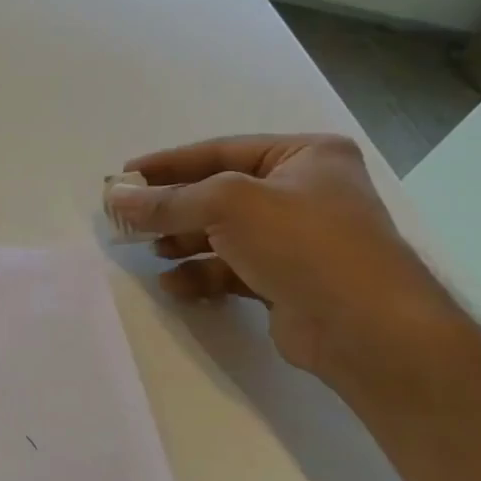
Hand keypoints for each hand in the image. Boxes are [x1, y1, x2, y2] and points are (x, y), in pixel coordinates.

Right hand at [107, 134, 466, 380]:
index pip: (219, 152)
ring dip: (182, 242)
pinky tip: (176, 286)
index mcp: (305, 157)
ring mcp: (298, 239)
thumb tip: (113, 197)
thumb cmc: (304, 243)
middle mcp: (305, 192)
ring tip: (152, 252)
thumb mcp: (227, 204)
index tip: (122, 177)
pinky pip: (232, 268)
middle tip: (127, 220)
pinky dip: (201, 274)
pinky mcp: (288, 280)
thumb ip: (166, 201)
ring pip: (222, 233)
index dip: (167, 164)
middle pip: (218, 194)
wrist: (368, 329)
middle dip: (172, 209)